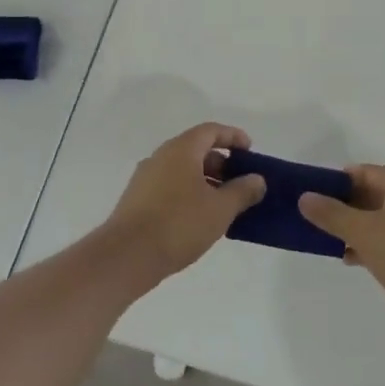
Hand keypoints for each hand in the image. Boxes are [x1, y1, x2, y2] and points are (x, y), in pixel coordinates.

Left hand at [104, 124, 266, 279]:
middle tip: (240, 182)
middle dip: (221, 163)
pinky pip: (170, 185)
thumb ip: (242, 191)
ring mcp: (145, 177)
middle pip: (195, 149)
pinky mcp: (137, 199)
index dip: (233, 136)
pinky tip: (199, 218)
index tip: (250, 150)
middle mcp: (160, 156)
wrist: (127, 255)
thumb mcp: (220, 209)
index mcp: (181, 150)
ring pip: (182, 170)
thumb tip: (257, 179)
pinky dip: (189, 192)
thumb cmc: (179, 224)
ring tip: (224, 204)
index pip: (210, 131)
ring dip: (205, 180)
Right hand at [300, 167, 384, 339]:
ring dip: (355, 228)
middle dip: (343, 205)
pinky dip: (370, 247)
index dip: (337, 180)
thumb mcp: (363, 230)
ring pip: (380, 221)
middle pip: (372, 195)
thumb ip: (331, 214)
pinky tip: (350, 259)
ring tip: (326, 238)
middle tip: (314, 216)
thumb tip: (304, 197)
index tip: (311, 192)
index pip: (365, 172)